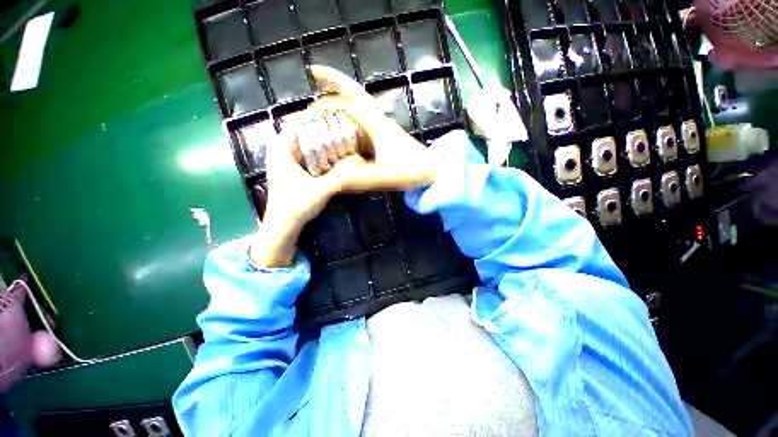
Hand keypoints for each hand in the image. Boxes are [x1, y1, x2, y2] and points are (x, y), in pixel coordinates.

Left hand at [250, 129, 356, 267]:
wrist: (283, 226)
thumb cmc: (296, 206)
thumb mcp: (321, 190)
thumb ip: (340, 177)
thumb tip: (358, 164)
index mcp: (282, 154)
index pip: (296, 126)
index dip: (313, 122)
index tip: (332, 122)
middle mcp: (280, 155)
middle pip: (300, 136)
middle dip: (318, 134)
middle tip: (337, 134)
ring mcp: (284, 165)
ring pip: (301, 147)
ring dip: (317, 145)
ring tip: (335, 144)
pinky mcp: (289, 174)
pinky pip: (302, 158)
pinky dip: (314, 156)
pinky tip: (328, 161)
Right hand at [309, 65, 440, 191]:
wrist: (432, 173)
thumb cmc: (411, 172)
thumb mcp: (382, 177)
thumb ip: (357, 180)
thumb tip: (333, 181)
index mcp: (377, 126)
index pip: (350, 102)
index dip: (330, 95)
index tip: (312, 90)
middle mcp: (379, 122)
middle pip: (355, 95)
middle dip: (334, 83)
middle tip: (315, 80)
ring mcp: (384, 129)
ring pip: (360, 109)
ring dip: (340, 104)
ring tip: (323, 109)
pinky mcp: (386, 138)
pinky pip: (364, 125)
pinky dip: (349, 123)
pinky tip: (342, 132)